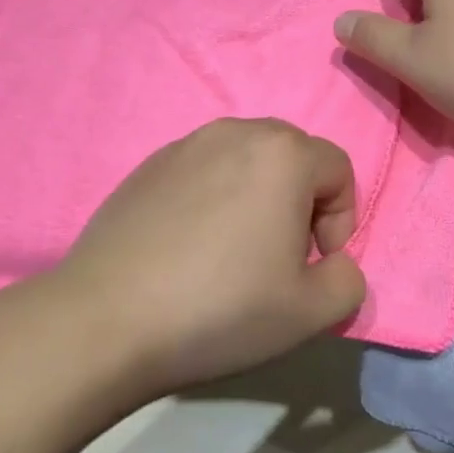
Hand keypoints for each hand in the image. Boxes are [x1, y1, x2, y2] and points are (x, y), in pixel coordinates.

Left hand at [45, 118, 365, 397]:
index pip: (339, 171)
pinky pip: (203, 172)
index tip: (314, 265)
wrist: (105, 320)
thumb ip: (349, 282)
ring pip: (247, 162)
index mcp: (283, 153)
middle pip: (294, 158)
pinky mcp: (147, 166)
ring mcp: (185, 145)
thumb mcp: (311, 312)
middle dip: (302, 203)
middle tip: (280, 257)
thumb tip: (335, 264)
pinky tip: (190, 249)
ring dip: (258, 199)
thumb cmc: (221, 308)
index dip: (341, 221)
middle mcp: (236, 132)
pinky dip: (214, 199)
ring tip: (234, 253)